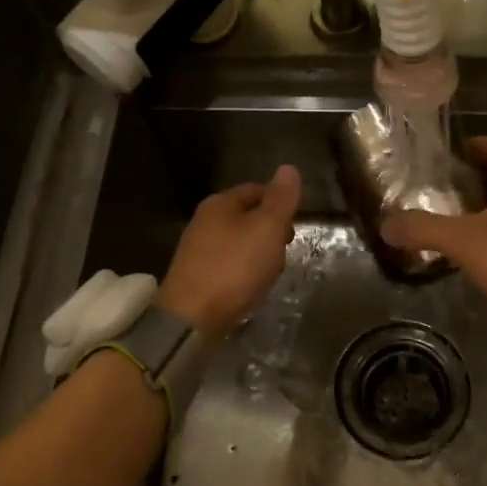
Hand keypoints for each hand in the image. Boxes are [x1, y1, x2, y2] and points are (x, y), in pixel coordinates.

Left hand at [158, 165, 301, 338]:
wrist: (191, 317)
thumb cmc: (234, 267)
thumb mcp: (267, 228)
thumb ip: (280, 199)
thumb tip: (288, 168)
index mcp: (220, 203)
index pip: (256, 190)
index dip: (279, 202)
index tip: (296, 225)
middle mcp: (204, 221)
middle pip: (247, 216)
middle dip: (270, 231)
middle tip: (286, 251)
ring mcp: (197, 250)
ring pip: (238, 242)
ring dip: (259, 253)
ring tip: (271, 273)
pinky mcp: (195, 277)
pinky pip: (228, 265)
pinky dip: (244, 271)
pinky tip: (251, 287)